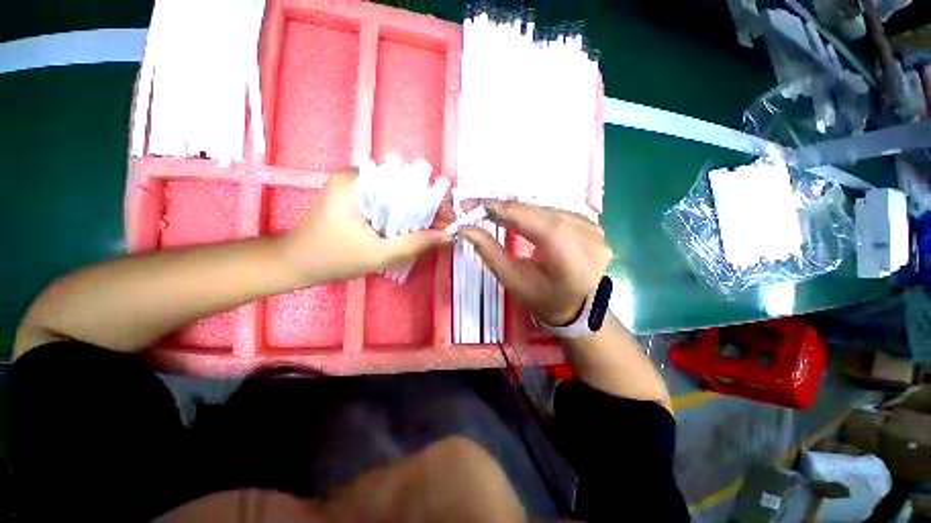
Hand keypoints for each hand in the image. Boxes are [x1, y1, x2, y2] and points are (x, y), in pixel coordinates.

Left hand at [279, 170, 448, 284]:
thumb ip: (415, 244)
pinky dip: (399, 214)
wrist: (295, 263)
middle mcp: (355, 175)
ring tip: (426, 231)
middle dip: (424, 209)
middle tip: (438, 230)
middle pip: (403, 187)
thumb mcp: (379, 255)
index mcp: (357, 182)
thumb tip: (446, 236)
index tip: (447, 221)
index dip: (432, 202)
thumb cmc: (333, 259)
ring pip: (395, 194)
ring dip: (413, 212)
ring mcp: (352, 184)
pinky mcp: (351, 194)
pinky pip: (385, 200)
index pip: (407, 183)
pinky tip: (405, 229)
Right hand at [460, 201, 611, 325]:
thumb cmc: (543, 300)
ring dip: (524, 212)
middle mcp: (585, 234)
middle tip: (484, 212)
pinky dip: (539, 216)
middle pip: (538, 211)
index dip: (500, 208)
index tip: (475, 206)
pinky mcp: (594, 226)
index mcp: (565, 252)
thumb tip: (466, 228)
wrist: (579, 310)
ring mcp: (593, 228)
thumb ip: (489, 251)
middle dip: (509, 210)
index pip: (528, 217)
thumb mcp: (512, 279)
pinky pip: (559, 213)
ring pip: (548, 209)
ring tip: (503, 218)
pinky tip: (529, 224)